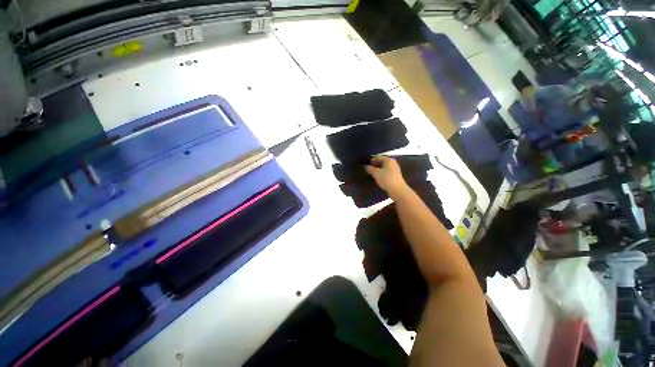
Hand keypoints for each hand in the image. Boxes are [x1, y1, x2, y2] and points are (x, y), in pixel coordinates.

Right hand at [365, 156, 408, 196]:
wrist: (397, 190)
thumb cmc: (386, 179)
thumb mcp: (376, 173)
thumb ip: (370, 169)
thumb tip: (365, 166)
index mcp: (389, 160)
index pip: (378, 157)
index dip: (371, 160)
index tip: (365, 163)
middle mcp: (393, 163)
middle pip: (381, 162)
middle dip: (375, 165)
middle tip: (367, 168)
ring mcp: (395, 169)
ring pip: (384, 167)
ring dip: (378, 169)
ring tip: (371, 173)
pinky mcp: (395, 176)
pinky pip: (386, 172)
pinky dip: (381, 173)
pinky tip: (377, 177)